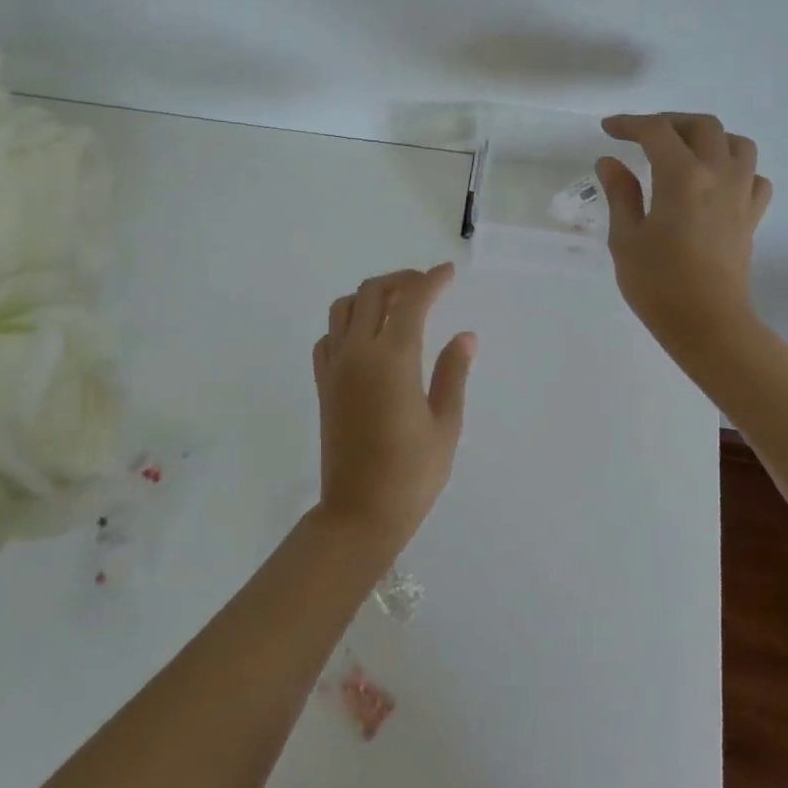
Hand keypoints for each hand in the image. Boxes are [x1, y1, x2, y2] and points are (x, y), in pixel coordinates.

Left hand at [311, 263, 476, 558]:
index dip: (431, 281)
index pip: (411, 301)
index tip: (448, 273)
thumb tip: (465, 336)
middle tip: (425, 285)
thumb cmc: (411, 474)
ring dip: (370, 295)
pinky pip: (329, 336)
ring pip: (343, 307)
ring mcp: (335, 366)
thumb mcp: (445, 425)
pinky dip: (347, 324)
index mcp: (393, 360)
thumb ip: (453, 373)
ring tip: (396, 305)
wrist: (358, 514)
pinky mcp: (322, 383)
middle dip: (400, 279)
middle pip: (372, 292)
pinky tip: (366, 338)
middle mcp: (358, 353)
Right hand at [595, 113, 771, 356]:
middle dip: (669, 122)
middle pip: (702, 126)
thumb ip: (620, 193)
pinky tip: (714, 182)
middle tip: (642, 136)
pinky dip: (734, 168)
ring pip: (736, 144)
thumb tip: (610, 162)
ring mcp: (741, 194)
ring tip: (682, 151)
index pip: (656, 131)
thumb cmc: (658, 283)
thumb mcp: (626, 237)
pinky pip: (753, 176)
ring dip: (707, 138)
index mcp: (682, 177)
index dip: (629, 123)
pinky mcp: (752, 216)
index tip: (609, 130)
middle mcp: (718, 175)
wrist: (708, 323)